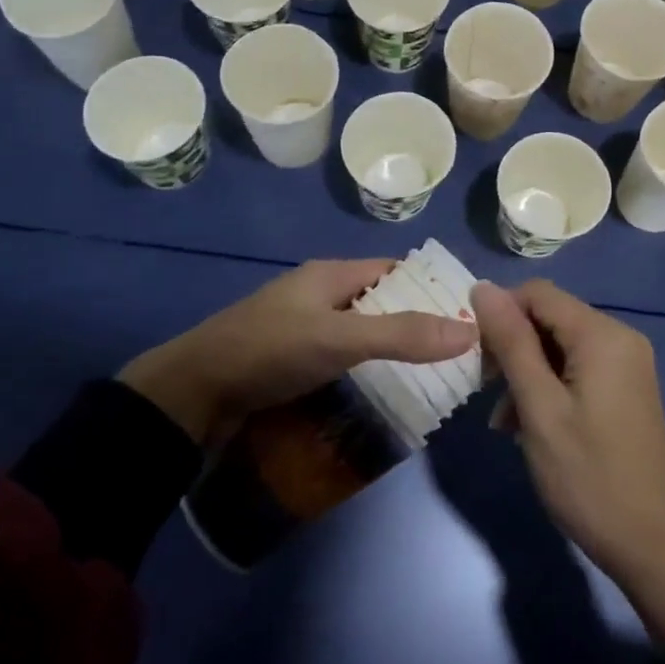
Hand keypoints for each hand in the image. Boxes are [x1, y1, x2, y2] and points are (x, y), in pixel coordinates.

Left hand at [120, 259, 477, 446]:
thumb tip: (470, 330)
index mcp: (331, 275)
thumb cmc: (269, 350)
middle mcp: (319, 295)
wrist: (193, 393)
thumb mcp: (340, 339)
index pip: (394, 270)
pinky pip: (341, 358)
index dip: (430, 287)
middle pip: (380, 302)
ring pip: (361, 333)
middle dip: (417, 323)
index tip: (469, 314)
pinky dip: (366, 371)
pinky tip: (386, 393)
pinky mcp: (291, 361)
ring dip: (392, 350)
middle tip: (459, 354)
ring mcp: (303, 329)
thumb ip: (402, 335)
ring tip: (434, 378)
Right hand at [471, 280, 664, 645]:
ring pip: (559, 346)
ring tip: (503, 420)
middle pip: (550, 318)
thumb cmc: (587, 476)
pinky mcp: (626, 389)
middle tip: (486, 391)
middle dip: (512, 348)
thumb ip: (511, 343)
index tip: (476, 357)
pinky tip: (527, 426)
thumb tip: (482, 287)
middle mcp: (620, 338)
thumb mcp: (539, 408)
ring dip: (526, 373)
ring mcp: (627, 365)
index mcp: (602, 335)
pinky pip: (577, 369)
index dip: (500, 315)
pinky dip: (548, 387)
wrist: (651, 545)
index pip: (538, 293)